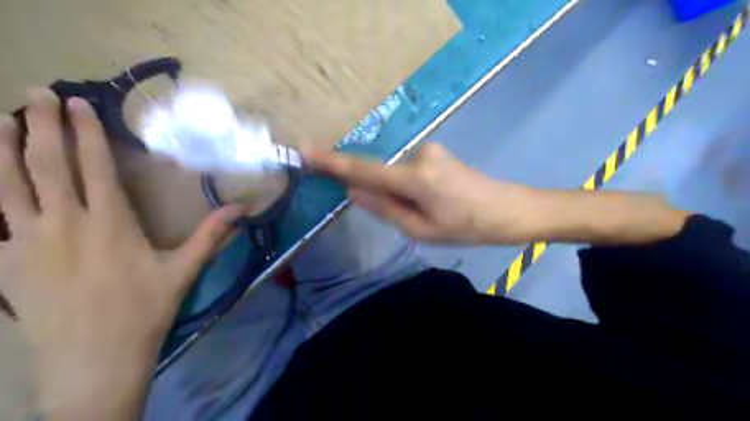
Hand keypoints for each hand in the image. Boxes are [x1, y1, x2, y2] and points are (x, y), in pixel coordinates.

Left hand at [0, 89, 246, 420]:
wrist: (94, 359)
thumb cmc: (144, 310)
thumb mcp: (183, 271)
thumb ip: (211, 235)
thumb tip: (242, 210)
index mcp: (110, 223)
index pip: (95, 167)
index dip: (86, 133)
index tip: (79, 104)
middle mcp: (65, 223)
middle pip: (48, 164)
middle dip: (43, 124)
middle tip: (37, 93)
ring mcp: (27, 241)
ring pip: (7, 184)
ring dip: (3, 148)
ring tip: (1, 119)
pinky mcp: (6, 262)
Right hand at [305, 142, 538, 244]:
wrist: (507, 209)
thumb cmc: (467, 227)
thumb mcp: (422, 230)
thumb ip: (385, 209)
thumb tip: (353, 193)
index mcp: (415, 178)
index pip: (364, 169)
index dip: (333, 162)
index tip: (305, 151)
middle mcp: (419, 155)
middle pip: (381, 173)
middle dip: (379, 192)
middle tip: (409, 215)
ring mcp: (429, 150)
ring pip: (396, 174)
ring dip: (399, 193)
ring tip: (428, 212)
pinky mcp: (436, 152)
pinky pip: (408, 170)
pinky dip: (407, 186)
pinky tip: (431, 201)